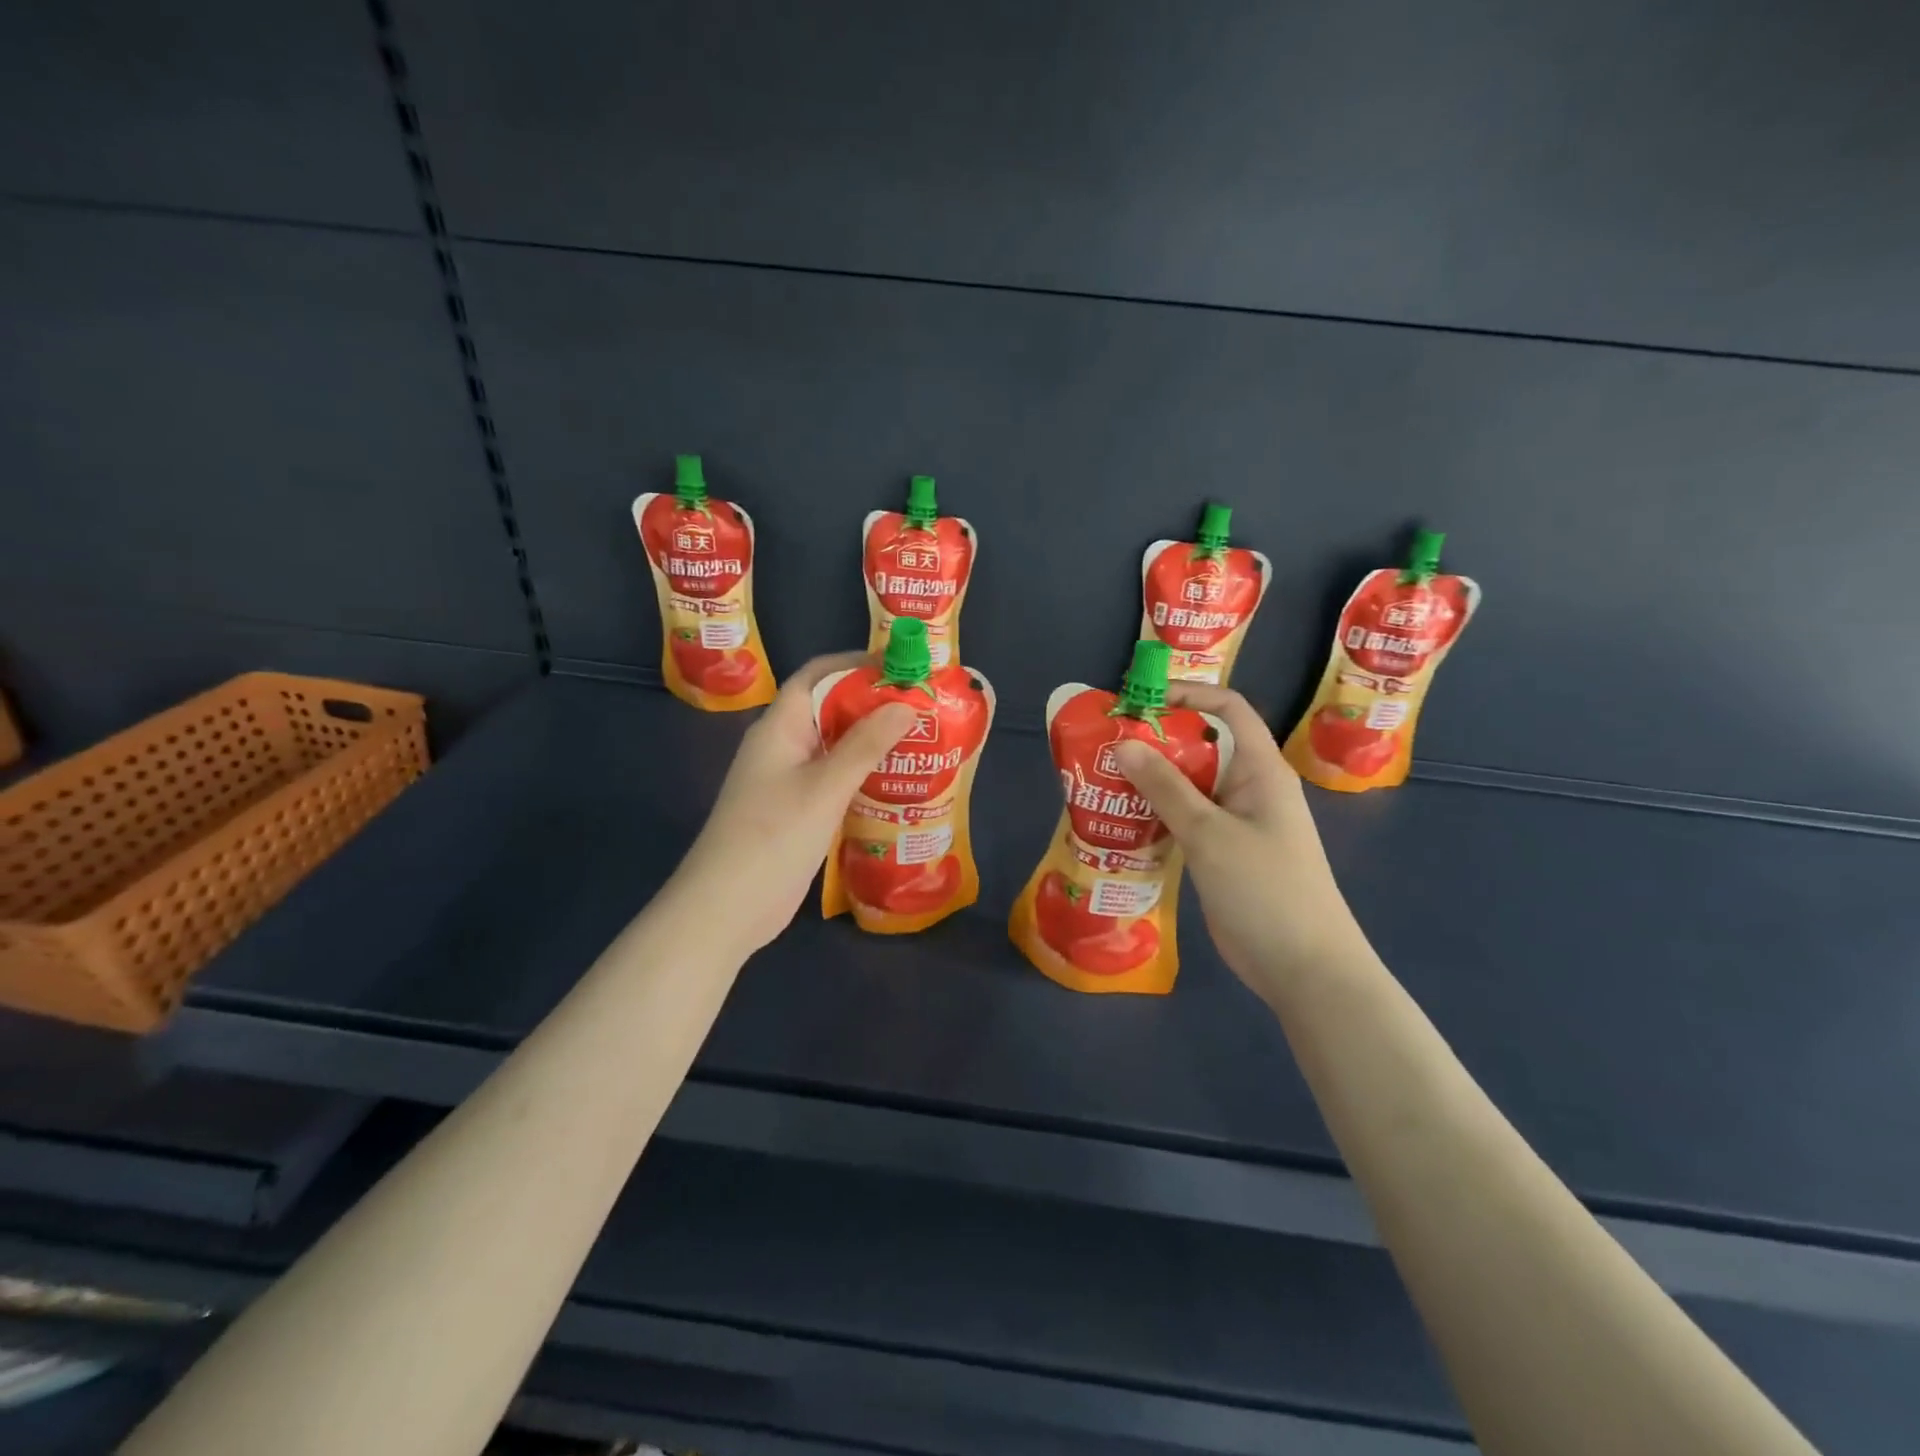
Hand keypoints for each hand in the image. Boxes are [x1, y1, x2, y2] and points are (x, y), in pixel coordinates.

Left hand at [668, 653, 916, 955]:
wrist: (727, 908)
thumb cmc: (773, 837)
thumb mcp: (825, 787)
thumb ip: (866, 745)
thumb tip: (906, 704)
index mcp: (779, 726)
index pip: (818, 675)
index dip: (858, 664)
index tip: (904, 667)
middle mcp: (784, 746)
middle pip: (830, 708)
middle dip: (875, 704)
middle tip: (925, 708)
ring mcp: (790, 780)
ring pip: (836, 746)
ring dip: (873, 741)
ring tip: (922, 742)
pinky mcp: (799, 810)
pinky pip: (836, 778)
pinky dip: (864, 774)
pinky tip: (898, 784)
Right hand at [1113, 685, 1366, 999]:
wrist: (1304, 968)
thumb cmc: (1265, 889)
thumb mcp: (1209, 833)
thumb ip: (1165, 787)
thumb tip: (1123, 743)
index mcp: (1261, 770)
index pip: (1229, 710)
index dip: (1188, 695)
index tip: (1141, 700)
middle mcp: (1250, 788)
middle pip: (1202, 747)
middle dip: (1156, 741)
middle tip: (1107, 745)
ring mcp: (1237, 823)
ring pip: (1190, 786)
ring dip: (1152, 781)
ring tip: (1105, 781)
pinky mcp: (1224, 853)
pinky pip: (1187, 819)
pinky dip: (1157, 815)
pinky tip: (1123, 822)